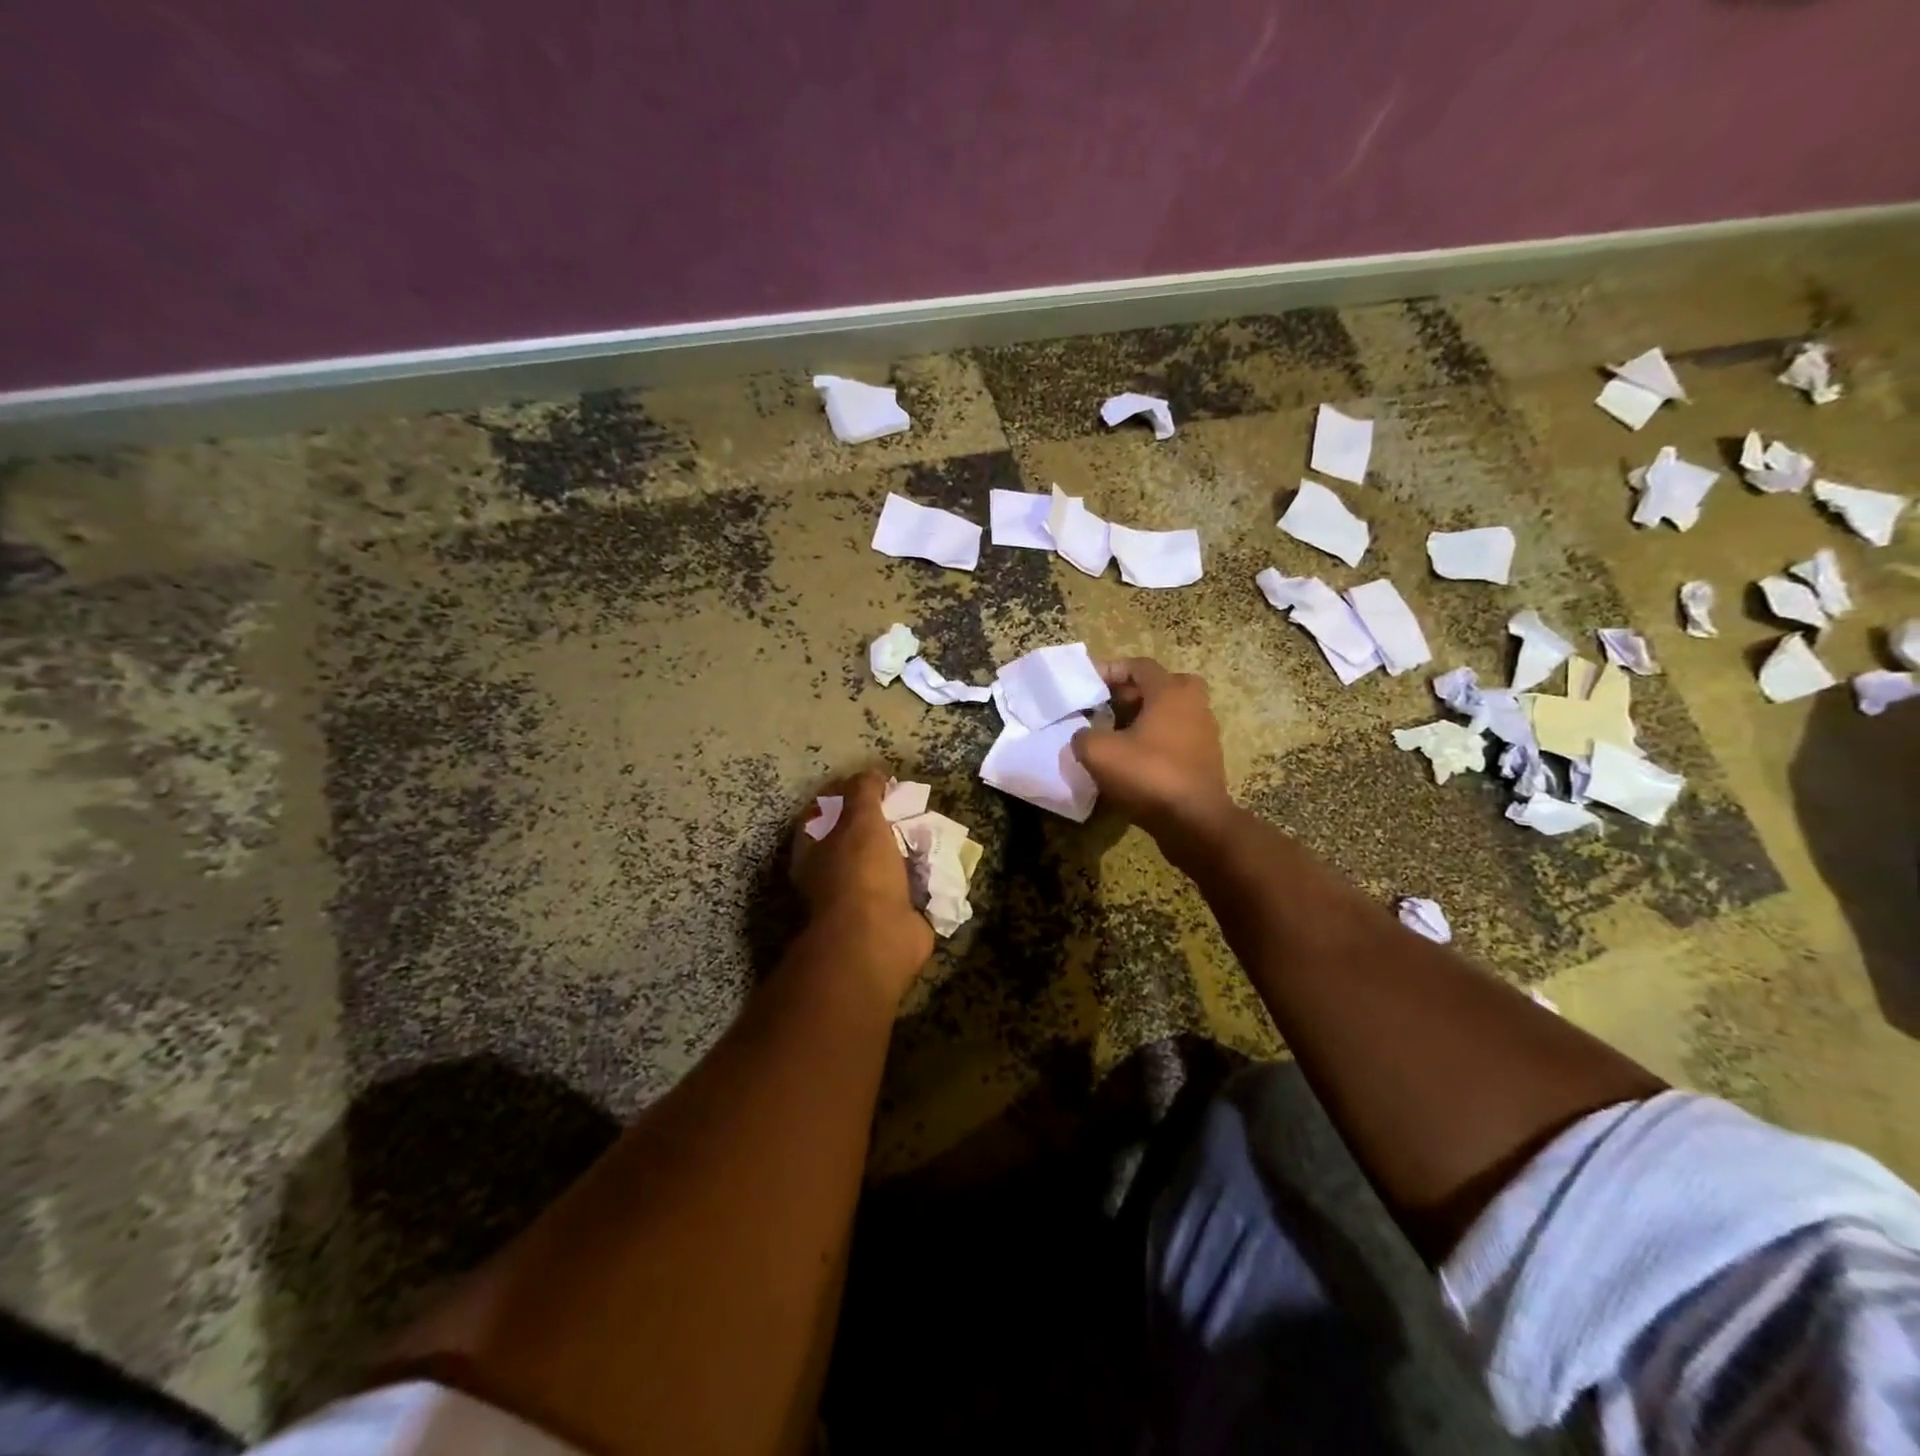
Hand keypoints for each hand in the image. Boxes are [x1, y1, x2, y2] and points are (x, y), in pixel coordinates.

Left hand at [793, 769, 933, 999]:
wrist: (878, 938)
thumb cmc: (859, 873)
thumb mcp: (859, 819)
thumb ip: (864, 792)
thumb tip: (871, 774)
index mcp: (813, 852)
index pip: (823, 812)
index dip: (846, 793)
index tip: (875, 782)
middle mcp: (833, 875)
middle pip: (857, 837)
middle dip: (883, 821)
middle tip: (908, 804)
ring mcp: (862, 897)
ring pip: (885, 862)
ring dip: (906, 848)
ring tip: (930, 826)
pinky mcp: (892, 915)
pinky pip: (909, 886)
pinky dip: (924, 874)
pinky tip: (941, 857)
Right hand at [1072, 658, 1232, 837]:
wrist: (1195, 821)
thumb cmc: (1149, 775)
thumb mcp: (1099, 753)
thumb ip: (1083, 736)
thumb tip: (1083, 736)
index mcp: (1171, 691)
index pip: (1139, 666)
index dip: (1110, 670)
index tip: (1088, 683)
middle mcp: (1194, 704)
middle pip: (1160, 686)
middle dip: (1131, 693)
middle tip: (1106, 707)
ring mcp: (1205, 732)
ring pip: (1169, 713)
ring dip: (1144, 718)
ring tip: (1115, 735)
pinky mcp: (1206, 759)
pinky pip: (1176, 738)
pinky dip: (1156, 741)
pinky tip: (1134, 760)